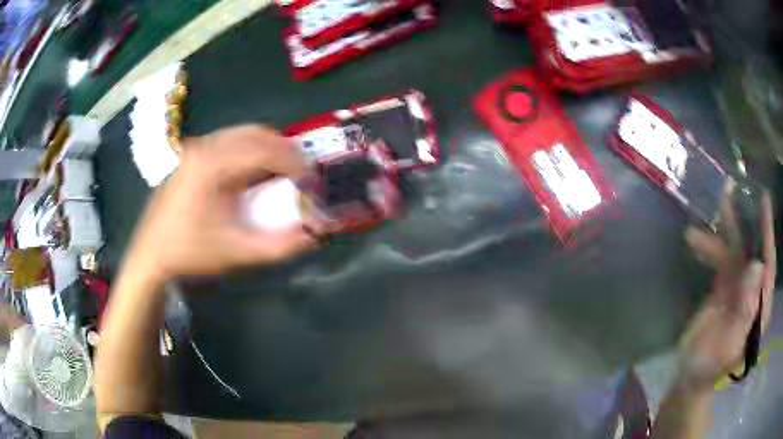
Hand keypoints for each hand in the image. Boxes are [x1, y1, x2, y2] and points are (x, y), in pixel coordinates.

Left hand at [124, 125, 319, 280]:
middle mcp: (205, 146)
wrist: (150, 255)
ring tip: (280, 175)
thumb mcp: (236, 253)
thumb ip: (278, 246)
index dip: (295, 164)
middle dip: (284, 152)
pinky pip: (229, 141)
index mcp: (214, 164)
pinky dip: (249, 151)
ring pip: (243, 134)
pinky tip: (251, 175)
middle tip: (300, 176)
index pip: (265, 149)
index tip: (311, 183)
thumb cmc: (190, 252)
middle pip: (256, 134)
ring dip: (267, 149)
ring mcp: (196, 148)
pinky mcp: (191, 155)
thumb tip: (314, 236)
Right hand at [678, 183, 775, 391]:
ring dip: (725, 230)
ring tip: (713, 205)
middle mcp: (753, 292)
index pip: (768, 267)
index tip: (764, 202)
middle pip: (753, 251)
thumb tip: (757, 266)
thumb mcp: (727, 346)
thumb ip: (745, 311)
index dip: (767, 233)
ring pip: (736, 251)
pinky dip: (709, 247)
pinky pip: (720, 260)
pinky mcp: (724, 287)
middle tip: (737, 190)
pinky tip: (694, 240)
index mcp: (759, 309)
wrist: (690, 378)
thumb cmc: (709, 370)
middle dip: (747, 221)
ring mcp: (738, 289)